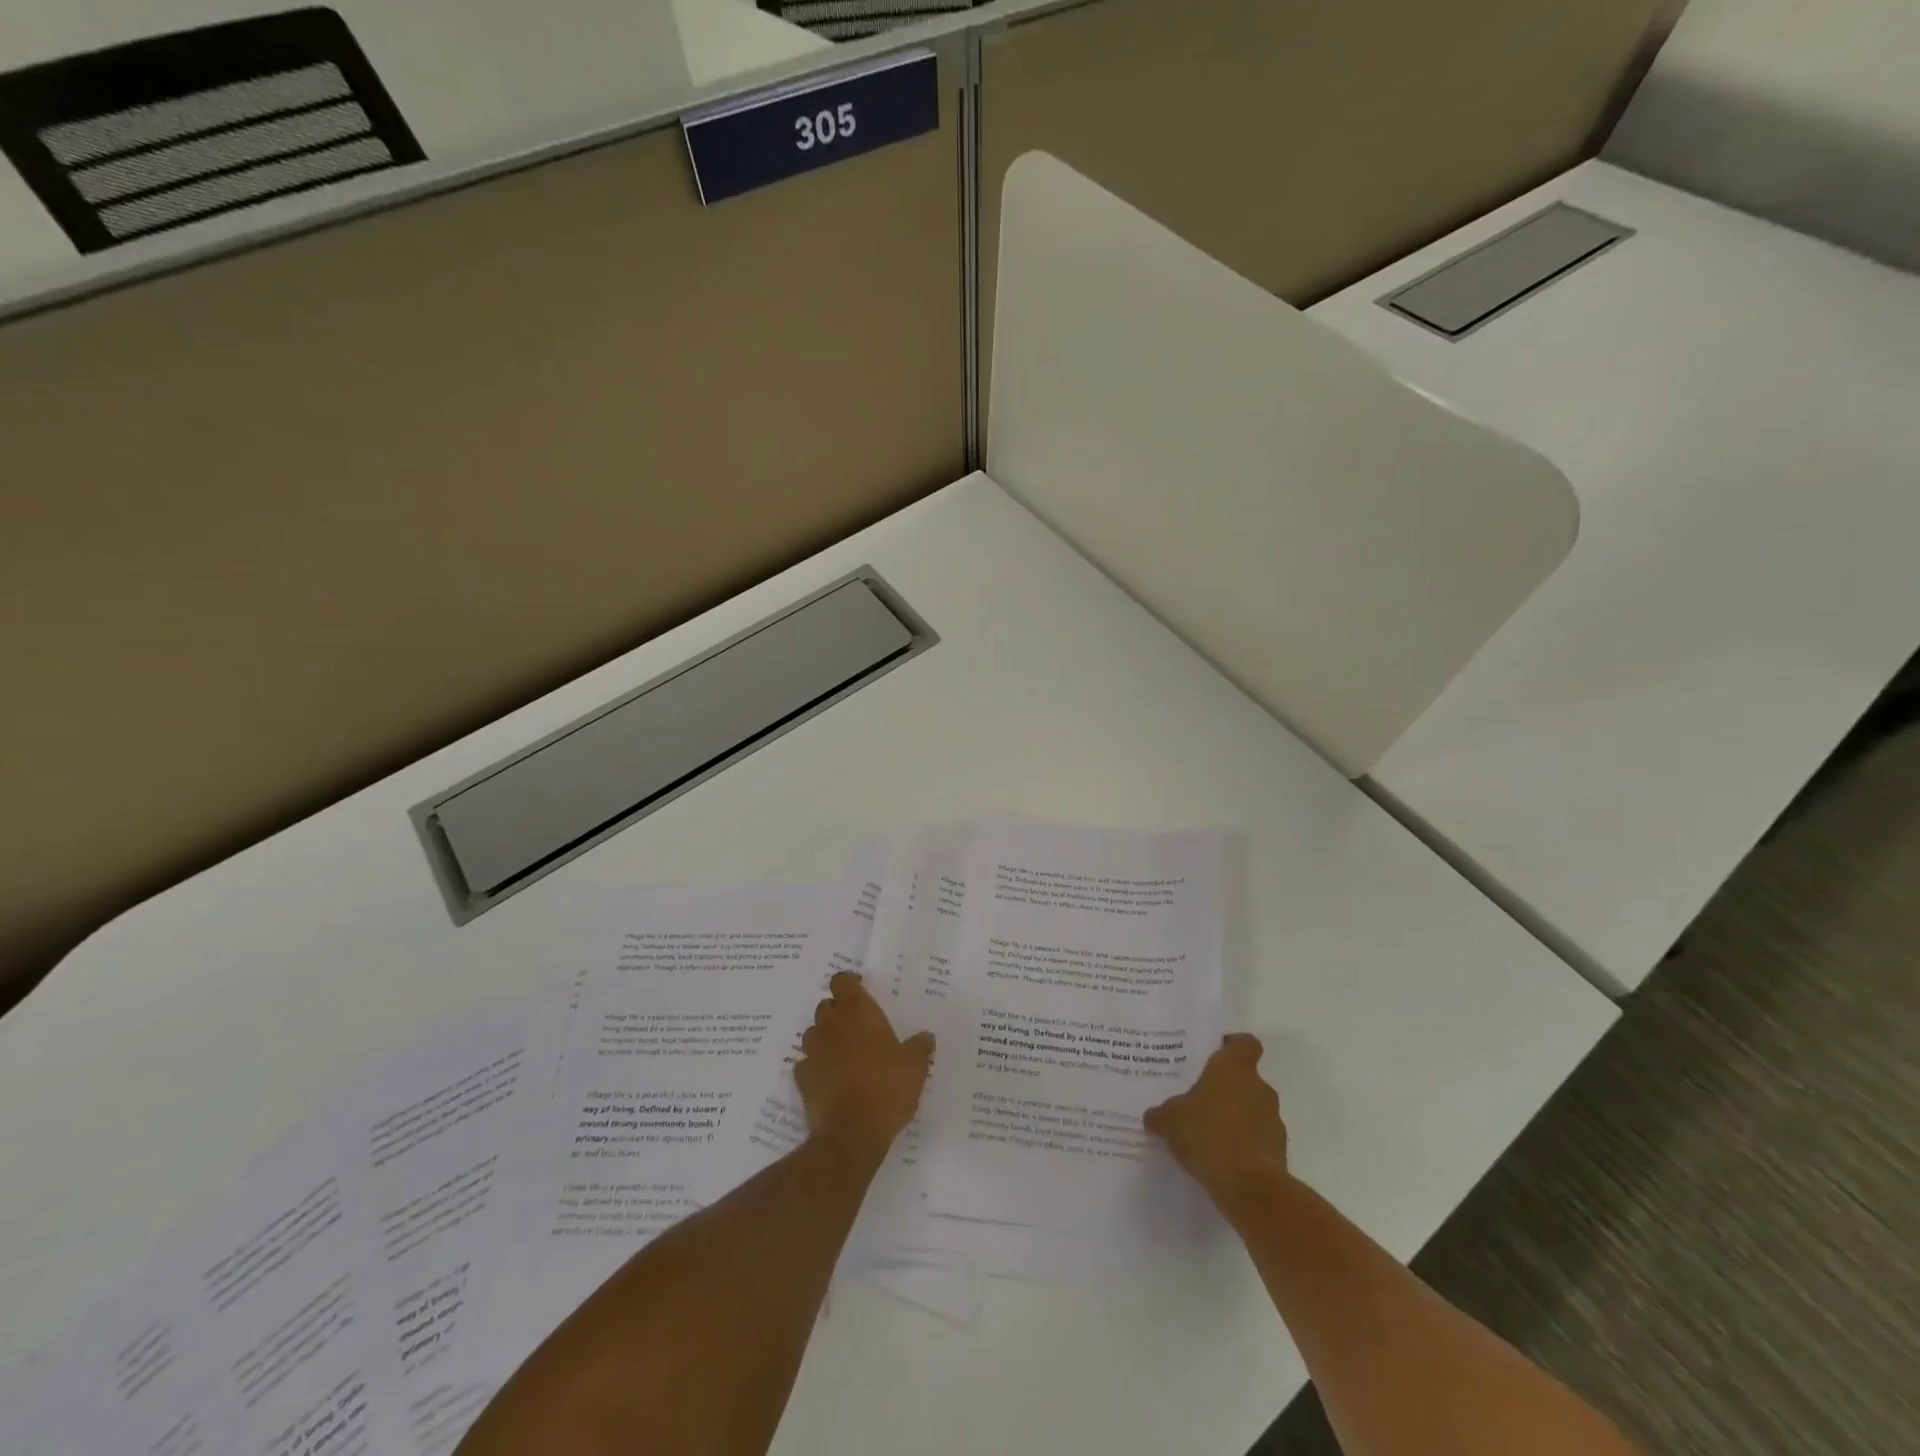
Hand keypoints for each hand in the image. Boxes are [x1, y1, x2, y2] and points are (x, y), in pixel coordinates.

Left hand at [795, 972, 934, 1155]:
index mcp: (858, 1013)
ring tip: (843, 1052)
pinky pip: (806, 1064)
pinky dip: (815, 1067)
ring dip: (825, 1038)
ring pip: (813, 1033)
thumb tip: (925, 1037)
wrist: (852, 1133)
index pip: (842, 981)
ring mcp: (813, 1052)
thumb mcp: (915, 1066)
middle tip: (857, 1026)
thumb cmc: (887, 1088)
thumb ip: (919, 1047)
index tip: (860, 989)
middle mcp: (831, 1026)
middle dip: (838, 1012)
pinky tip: (829, 1079)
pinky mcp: (802, 1080)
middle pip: (826, 1006)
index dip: (849, 983)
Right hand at [1143, 1033, 1288, 1212]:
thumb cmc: (1207, 1135)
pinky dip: (1243, 1145)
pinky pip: (1257, 1139)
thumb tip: (1153, 1117)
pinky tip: (1221, 1160)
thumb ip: (1162, 1115)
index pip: (1244, 1043)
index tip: (1217, 1053)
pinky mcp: (1278, 1151)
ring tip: (1208, 1136)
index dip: (1233, 1046)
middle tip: (1199, 1101)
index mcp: (1233, 1069)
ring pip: (1252, 1110)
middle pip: (1244, 1079)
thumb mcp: (1170, 1121)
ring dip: (1235, 1119)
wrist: (1250, 1187)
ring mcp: (1272, 1120)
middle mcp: (1258, 1088)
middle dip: (1225, 1090)